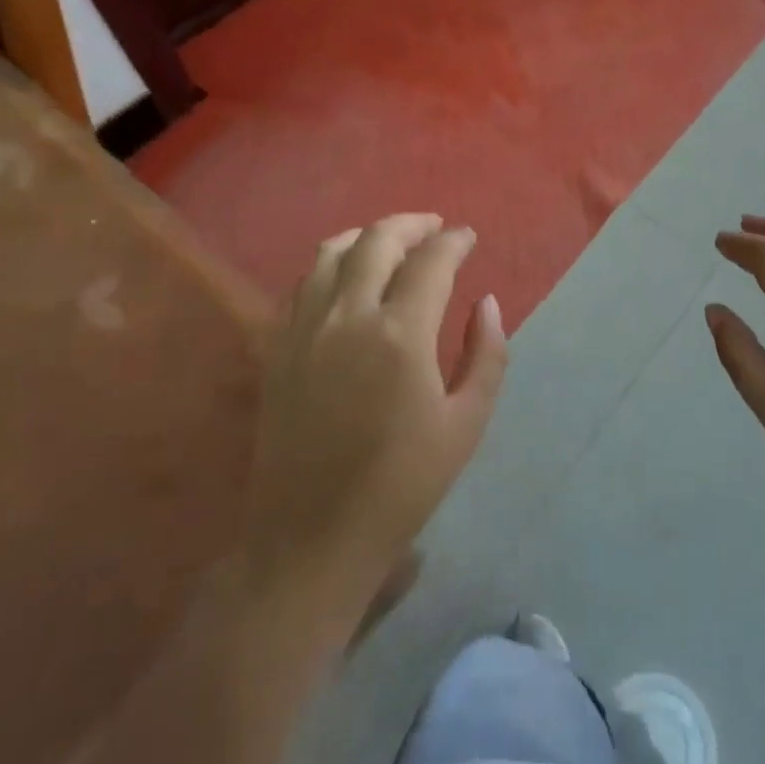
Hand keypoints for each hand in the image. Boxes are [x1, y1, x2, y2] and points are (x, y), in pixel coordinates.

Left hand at [245, 214, 507, 617]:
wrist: (310, 538)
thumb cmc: (401, 486)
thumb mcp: (466, 424)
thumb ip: (486, 354)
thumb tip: (486, 303)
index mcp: (400, 335)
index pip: (431, 261)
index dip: (454, 241)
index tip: (468, 237)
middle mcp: (347, 317)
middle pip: (377, 241)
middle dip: (412, 225)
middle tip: (435, 228)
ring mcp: (305, 329)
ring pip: (332, 252)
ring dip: (368, 236)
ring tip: (393, 242)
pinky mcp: (278, 347)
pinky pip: (304, 282)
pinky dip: (332, 263)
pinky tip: (348, 275)